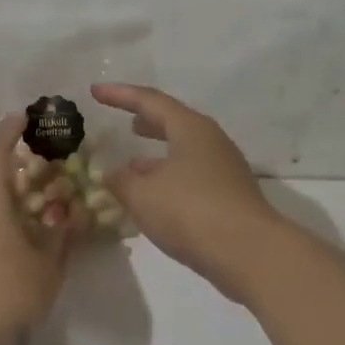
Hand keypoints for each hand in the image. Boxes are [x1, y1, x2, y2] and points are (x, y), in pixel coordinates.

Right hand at [90, 83, 283, 300]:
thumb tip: (112, 174)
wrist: (249, 252)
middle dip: (147, 122)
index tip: (95, 91)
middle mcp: (211, 142)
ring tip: (133, 164)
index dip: (120, 95)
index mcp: (190, 128)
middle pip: (174, 123)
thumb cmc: (191, 211)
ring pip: (184, 152)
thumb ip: (121, 181)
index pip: (149, 101)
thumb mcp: (143, 195)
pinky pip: (192, 177)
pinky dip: (169, 179)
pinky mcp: (229, 196)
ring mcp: (224, 169)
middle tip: (126, 121)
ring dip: (157, 155)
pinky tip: (155, 197)